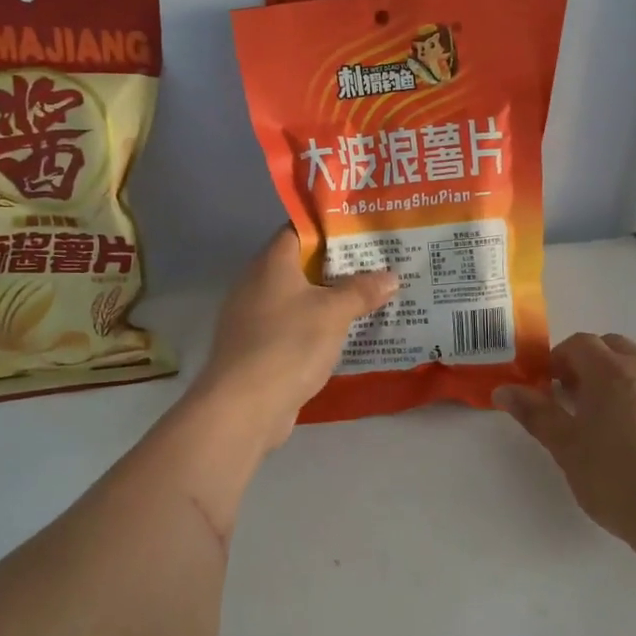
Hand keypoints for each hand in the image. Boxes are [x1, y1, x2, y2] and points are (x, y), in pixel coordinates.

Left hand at [193, 227, 397, 449]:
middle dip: (338, 266)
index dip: (330, 227)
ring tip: (370, 299)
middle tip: (378, 266)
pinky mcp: (257, 350)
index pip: (299, 229)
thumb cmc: (288, 345)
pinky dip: (316, 328)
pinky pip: (293, 328)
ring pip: (298, 299)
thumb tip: (391, 275)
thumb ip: (362, 290)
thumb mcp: (333, 313)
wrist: (243, 407)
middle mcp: (257, 284)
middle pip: (301, 265)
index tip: (363, 231)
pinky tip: (344, 337)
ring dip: (329, 300)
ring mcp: (253, 319)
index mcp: (271, 263)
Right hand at [495, 334, 635, 555]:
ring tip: (623, 417)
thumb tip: (503, 390)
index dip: (561, 359)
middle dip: (595, 364)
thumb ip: (536, 414)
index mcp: (612, 371)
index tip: (553, 387)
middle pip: (616, 347)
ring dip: (631, 376)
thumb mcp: (568, 450)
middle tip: (583, 401)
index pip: (580, 344)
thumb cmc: (619, 483)